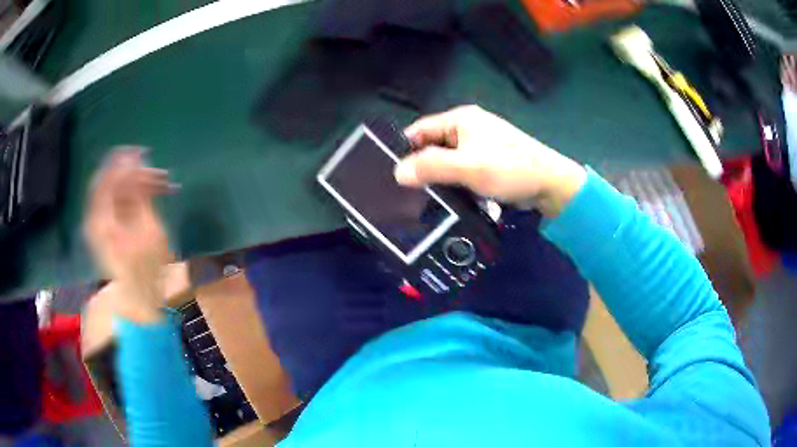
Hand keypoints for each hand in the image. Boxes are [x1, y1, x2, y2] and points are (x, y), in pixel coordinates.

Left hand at [84, 148, 173, 322]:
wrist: (137, 300)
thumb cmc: (147, 270)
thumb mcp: (148, 230)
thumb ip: (138, 194)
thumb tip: (135, 163)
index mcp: (101, 219)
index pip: (107, 178)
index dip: (124, 162)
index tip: (145, 154)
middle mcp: (93, 217)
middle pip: (107, 181)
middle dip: (131, 171)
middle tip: (154, 170)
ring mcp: (96, 223)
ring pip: (111, 189)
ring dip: (133, 182)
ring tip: (159, 184)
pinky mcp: (102, 228)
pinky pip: (113, 200)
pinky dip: (129, 194)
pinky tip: (147, 195)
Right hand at [394, 105, 586, 215]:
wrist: (550, 184)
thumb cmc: (510, 168)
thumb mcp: (468, 167)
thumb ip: (431, 167)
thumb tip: (397, 173)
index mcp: (461, 119)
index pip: (421, 129)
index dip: (405, 149)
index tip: (392, 173)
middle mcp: (468, 128)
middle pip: (433, 146)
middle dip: (421, 167)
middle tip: (405, 191)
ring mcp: (479, 146)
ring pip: (447, 161)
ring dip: (438, 178)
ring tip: (421, 199)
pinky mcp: (487, 163)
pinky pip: (462, 171)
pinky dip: (454, 183)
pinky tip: (447, 199)